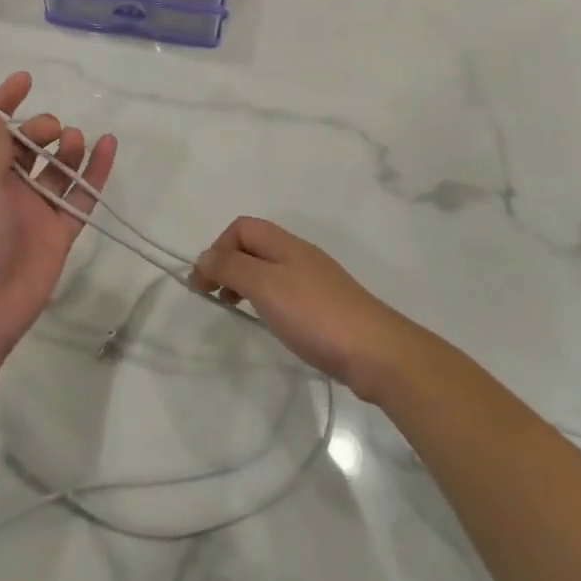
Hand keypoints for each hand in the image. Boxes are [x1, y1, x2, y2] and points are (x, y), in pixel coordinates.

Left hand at [0, 71, 116, 365]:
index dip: (3, 104)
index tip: (26, 80)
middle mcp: (3, 190)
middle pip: (26, 149)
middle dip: (40, 130)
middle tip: (52, 130)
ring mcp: (33, 212)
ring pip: (56, 170)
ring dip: (67, 148)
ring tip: (75, 140)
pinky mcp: (58, 233)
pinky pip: (80, 196)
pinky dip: (95, 173)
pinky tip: (109, 147)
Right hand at [188, 216, 424, 401]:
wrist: (376, 352)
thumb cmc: (315, 315)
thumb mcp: (265, 286)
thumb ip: (231, 268)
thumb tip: (203, 257)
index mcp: (285, 243)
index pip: (241, 227)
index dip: (218, 248)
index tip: (204, 283)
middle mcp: (299, 254)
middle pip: (254, 245)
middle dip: (228, 264)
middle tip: (214, 296)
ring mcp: (315, 280)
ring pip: (269, 269)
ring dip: (245, 282)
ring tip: (236, 309)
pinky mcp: (325, 306)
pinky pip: (285, 291)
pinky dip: (266, 299)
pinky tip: (269, 322)